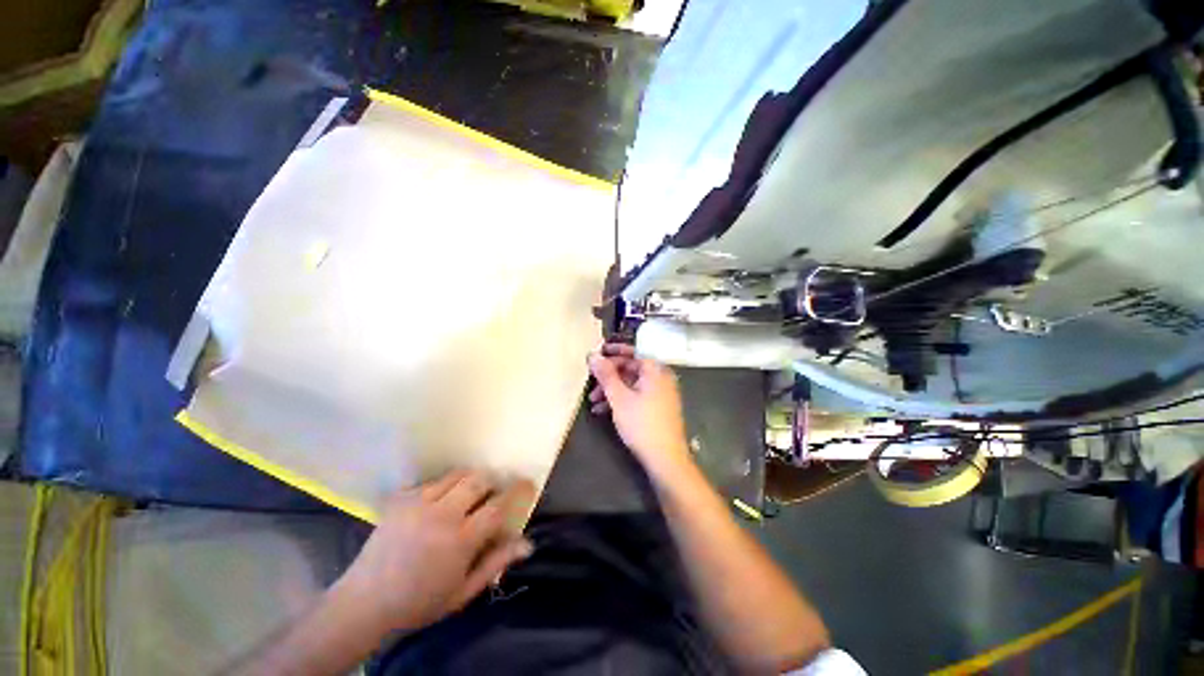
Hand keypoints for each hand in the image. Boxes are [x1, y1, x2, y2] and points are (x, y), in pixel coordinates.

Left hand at [332, 471, 535, 633]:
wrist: (364, 602)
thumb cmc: (419, 602)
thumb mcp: (463, 591)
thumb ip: (496, 562)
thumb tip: (527, 543)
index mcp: (459, 540)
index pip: (497, 506)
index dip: (517, 491)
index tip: (527, 483)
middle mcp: (441, 514)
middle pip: (478, 480)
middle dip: (492, 481)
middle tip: (493, 491)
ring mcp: (418, 503)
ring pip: (457, 474)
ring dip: (470, 479)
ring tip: (469, 493)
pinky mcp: (401, 498)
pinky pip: (433, 480)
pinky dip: (445, 485)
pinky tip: (441, 500)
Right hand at [588, 343, 691, 477]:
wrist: (666, 459)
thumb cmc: (642, 424)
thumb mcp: (619, 398)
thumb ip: (605, 375)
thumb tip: (593, 355)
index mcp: (655, 370)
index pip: (632, 352)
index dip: (613, 351)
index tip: (596, 353)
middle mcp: (660, 378)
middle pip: (631, 368)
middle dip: (608, 376)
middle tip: (591, 383)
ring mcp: (661, 393)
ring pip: (631, 384)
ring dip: (611, 390)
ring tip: (593, 401)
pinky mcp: (658, 408)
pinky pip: (637, 396)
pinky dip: (621, 400)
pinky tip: (603, 411)